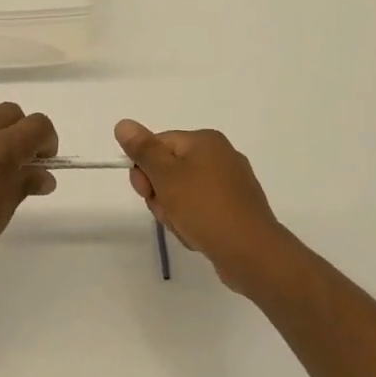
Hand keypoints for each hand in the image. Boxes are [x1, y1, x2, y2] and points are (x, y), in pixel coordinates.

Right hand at [115, 119, 301, 295]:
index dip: (144, 170)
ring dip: (174, 212)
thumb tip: (123, 123)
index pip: (157, 145)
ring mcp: (230, 184)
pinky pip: (201, 210)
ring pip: (182, 193)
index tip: (146, 192)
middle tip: (168, 212)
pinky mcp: (235, 209)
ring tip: (186, 228)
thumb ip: (143, 149)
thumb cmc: (205, 208)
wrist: (251, 253)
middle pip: (169, 170)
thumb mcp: (167, 176)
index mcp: (205, 140)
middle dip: (160, 195)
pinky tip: (198, 236)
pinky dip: (193, 222)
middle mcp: (220, 155)